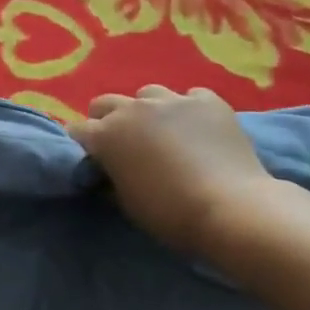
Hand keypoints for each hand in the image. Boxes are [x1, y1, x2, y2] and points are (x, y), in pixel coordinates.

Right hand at [70, 85, 277, 251]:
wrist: (231, 208)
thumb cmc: (170, 214)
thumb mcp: (127, 203)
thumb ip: (111, 178)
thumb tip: (107, 172)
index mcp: (106, 135)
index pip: (78, 130)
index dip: (84, 145)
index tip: (94, 160)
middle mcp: (133, 109)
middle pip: (106, 103)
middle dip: (108, 120)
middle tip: (124, 144)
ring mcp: (172, 100)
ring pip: (148, 94)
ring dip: (149, 111)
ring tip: (164, 132)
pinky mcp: (208, 101)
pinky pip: (190, 97)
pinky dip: (189, 110)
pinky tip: (200, 129)